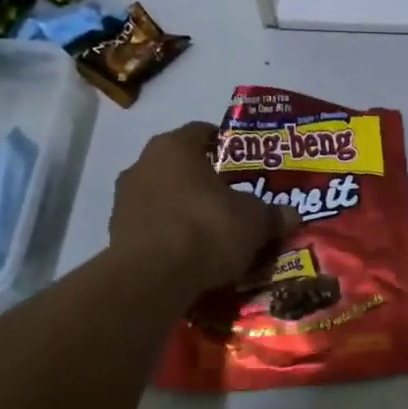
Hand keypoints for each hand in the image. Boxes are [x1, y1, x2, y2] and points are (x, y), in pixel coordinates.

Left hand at [110, 122, 298, 291]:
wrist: (154, 276)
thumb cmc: (207, 228)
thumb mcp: (254, 221)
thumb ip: (272, 214)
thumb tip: (292, 215)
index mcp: (175, 147)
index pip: (201, 132)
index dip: (223, 144)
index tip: (241, 161)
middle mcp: (142, 164)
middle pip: (179, 165)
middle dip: (203, 180)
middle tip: (230, 197)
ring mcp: (124, 199)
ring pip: (162, 195)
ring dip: (182, 207)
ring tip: (210, 229)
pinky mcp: (115, 233)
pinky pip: (151, 226)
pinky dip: (168, 234)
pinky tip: (190, 253)